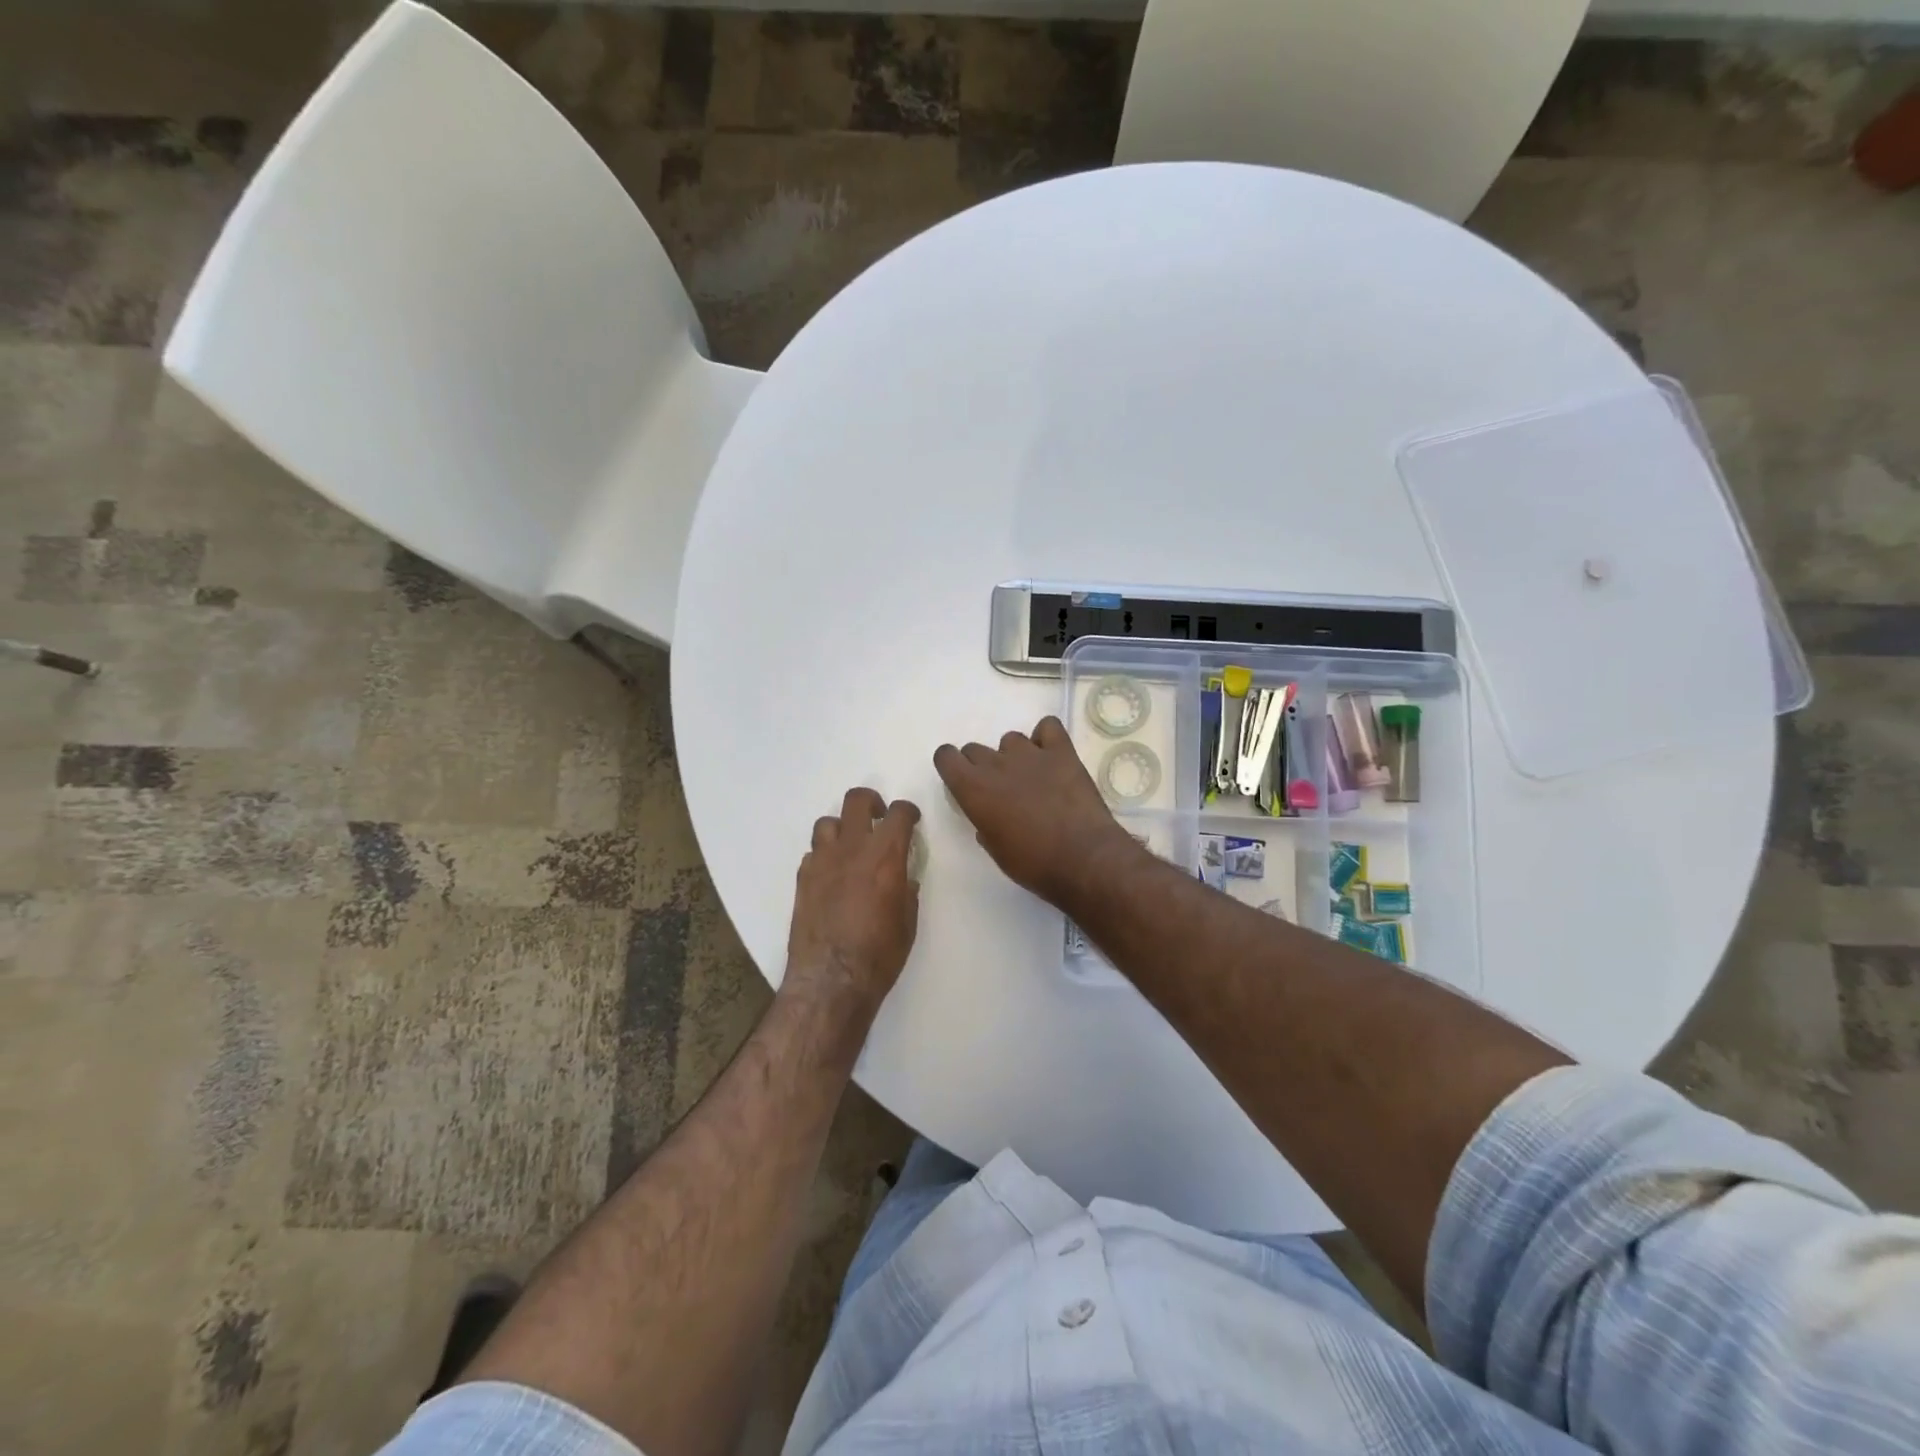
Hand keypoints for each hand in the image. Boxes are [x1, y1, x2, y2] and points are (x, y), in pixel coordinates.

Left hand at [785, 787, 921, 1012]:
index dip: (908, 812)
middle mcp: (852, 849)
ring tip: (850, 846)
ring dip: (842, 828)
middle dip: (871, 802)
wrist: (831, 979)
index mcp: (885, 856)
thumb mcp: (907, 923)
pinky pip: (813, 853)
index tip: (911, 820)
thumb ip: (907, 892)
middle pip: (857, 801)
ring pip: (828, 822)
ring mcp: (822, 861)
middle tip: (878, 818)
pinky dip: (824, 856)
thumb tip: (904, 880)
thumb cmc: (879, 954)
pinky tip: (832, 875)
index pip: (899, 813)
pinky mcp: (803, 878)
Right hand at [934, 717, 1144, 910]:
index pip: (946, 756)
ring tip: (1031, 778)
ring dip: (1014, 755)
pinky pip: (1048, 727)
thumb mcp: (996, 851)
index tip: (962, 781)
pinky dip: (1046, 738)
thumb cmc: (1034, 863)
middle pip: (975, 749)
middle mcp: (996, 764)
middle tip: (1000, 790)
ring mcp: (1030, 754)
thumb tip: (989, 816)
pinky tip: (1051, 757)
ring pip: (1010, 740)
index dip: (952, 766)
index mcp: (973, 789)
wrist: (1083, 858)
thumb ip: (985, 824)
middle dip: (982, 766)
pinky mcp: (1062, 751)